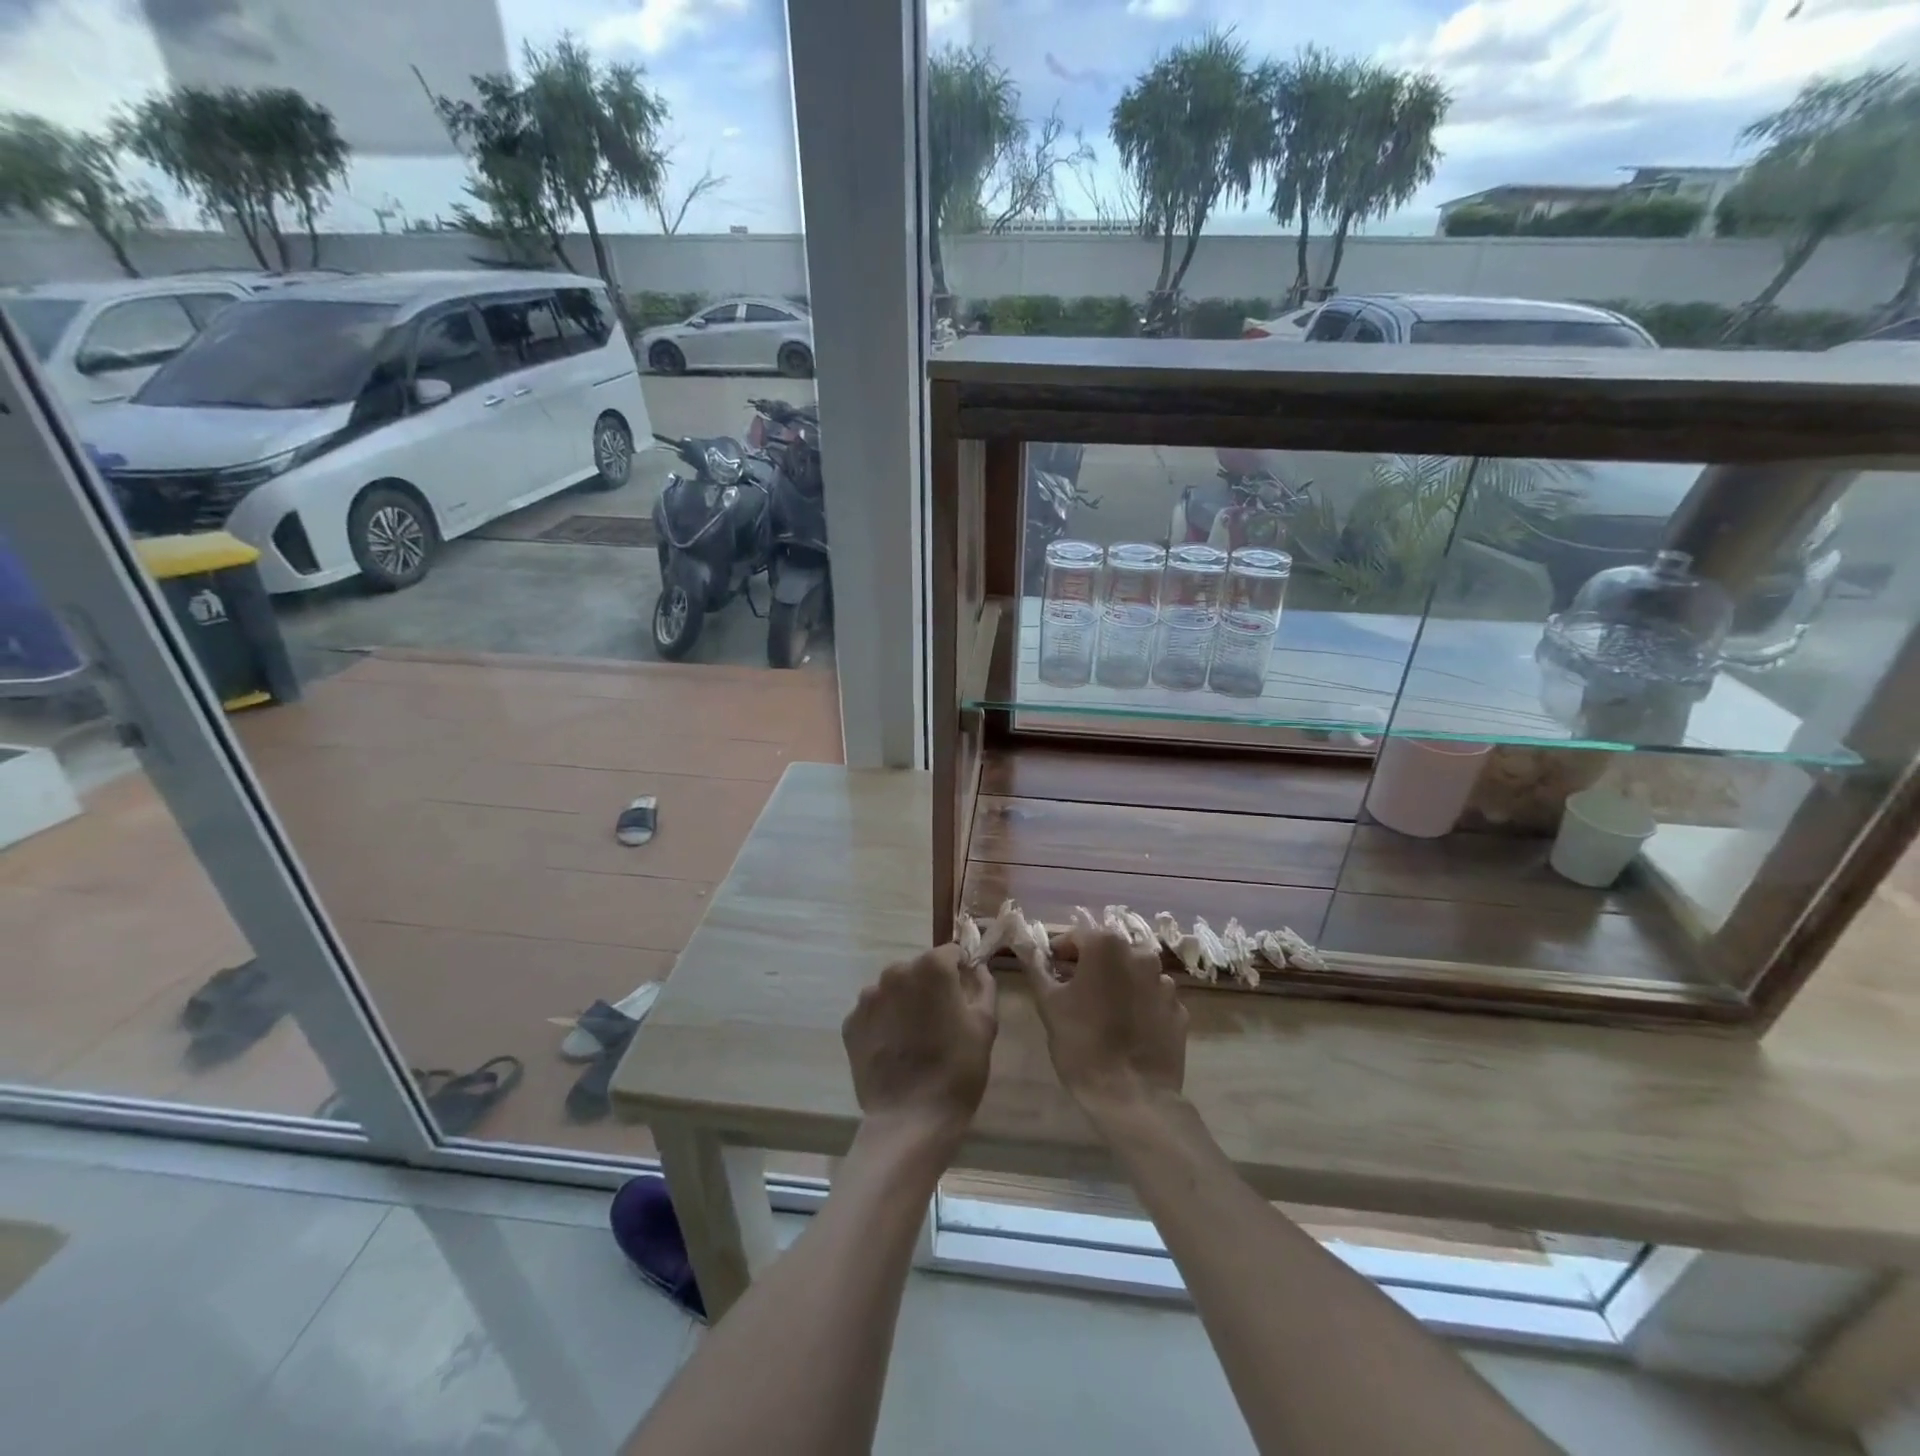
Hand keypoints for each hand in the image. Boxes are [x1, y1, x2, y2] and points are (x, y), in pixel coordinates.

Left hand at [842, 945, 996, 1147]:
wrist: (910, 1120)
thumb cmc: (957, 1070)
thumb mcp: (985, 1025)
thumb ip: (984, 986)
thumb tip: (977, 969)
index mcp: (931, 967)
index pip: (950, 953)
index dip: (960, 971)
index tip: (965, 995)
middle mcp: (895, 972)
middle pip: (919, 970)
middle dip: (930, 987)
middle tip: (942, 1022)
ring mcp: (868, 998)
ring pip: (894, 990)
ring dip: (905, 1003)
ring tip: (915, 1039)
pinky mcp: (851, 1023)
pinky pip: (874, 1013)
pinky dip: (884, 1024)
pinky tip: (895, 1050)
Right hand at [1020, 927, 1186, 1115]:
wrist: (1132, 1097)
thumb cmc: (1082, 1044)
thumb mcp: (1048, 1003)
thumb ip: (1036, 967)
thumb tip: (1026, 946)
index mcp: (1107, 946)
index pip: (1076, 937)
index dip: (1059, 954)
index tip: (1051, 974)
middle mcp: (1141, 955)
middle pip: (1108, 952)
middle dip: (1090, 967)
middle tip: (1073, 994)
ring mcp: (1165, 983)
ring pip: (1133, 974)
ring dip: (1117, 985)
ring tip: (1102, 1014)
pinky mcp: (1179, 1011)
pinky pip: (1152, 999)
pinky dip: (1139, 1006)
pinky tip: (1127, 1030)